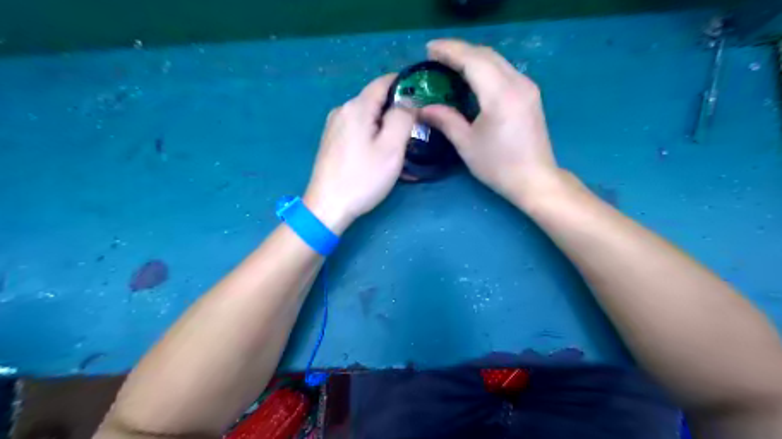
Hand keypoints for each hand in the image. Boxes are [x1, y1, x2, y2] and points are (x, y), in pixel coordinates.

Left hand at [303, 73, 415, 233]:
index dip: (406, 85)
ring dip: (386, 126)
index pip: (384, 81)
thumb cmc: (362, 178)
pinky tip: (380, 154)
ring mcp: (334, 126)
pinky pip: (358, 130)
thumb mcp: (391, 148)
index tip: (424, 98)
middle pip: (376, 100)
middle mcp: (342, 110)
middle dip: (397, 111)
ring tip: (400, 146)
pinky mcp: (332, 141)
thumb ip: (403, 117)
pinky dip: (373, 136)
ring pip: (368, 117)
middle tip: (415, 130)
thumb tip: (409, 101)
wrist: (328, 206)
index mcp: (357, 107)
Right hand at [421, 39, 562, 206]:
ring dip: (472, 57)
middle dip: (459, 50)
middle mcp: (517, 83)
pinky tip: (472, 76)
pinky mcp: (530, 93)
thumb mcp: (467, 144)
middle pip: (486, 54)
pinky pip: (504, 69)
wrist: (535, 179)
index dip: (449, 51)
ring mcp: (527, 86)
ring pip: (497, 60)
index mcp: (500, 95)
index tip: (429, 49)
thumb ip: (445, 120)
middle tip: (435, 55)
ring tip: (450, 63)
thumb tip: (423, 108)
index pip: (473, 60)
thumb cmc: (499, 166)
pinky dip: (485, 67)